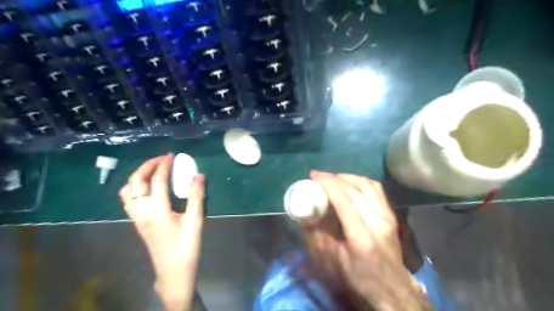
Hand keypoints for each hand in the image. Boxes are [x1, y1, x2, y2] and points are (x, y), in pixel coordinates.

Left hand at [120, 154, 204, 310]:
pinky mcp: (137, 222)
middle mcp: (142, 212)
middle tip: (162, 159)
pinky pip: (129, 199)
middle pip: (136, 182)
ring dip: (138, 176)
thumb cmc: (186, 246)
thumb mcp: (195, 221)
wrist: (173, 270)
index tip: (171, 155)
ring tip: (153, 170)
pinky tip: (148, 187)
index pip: (157, 181)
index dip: (163, 166)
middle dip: (147, 166)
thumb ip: (196, 197)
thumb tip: (198, 175)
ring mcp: (137, 218)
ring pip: (127, 191)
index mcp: (157, 211)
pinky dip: (135, 187)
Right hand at [308, 172, 427, 309]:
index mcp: (361, 236)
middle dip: (334, 178)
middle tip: (319, 176)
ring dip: (348, 177)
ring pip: (367, 185)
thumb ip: (319, 236)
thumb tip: (306, 215)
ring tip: (333, 178)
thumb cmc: (361, 278)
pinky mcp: (391, 215)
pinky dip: (361, 181)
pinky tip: (351, 183)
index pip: (344, 200)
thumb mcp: (335, 261)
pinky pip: (376, 189)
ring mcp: (387, 216)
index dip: (328, 184)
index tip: (313, 176)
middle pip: (355, 189)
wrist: (393, 289)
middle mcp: (377, 221)